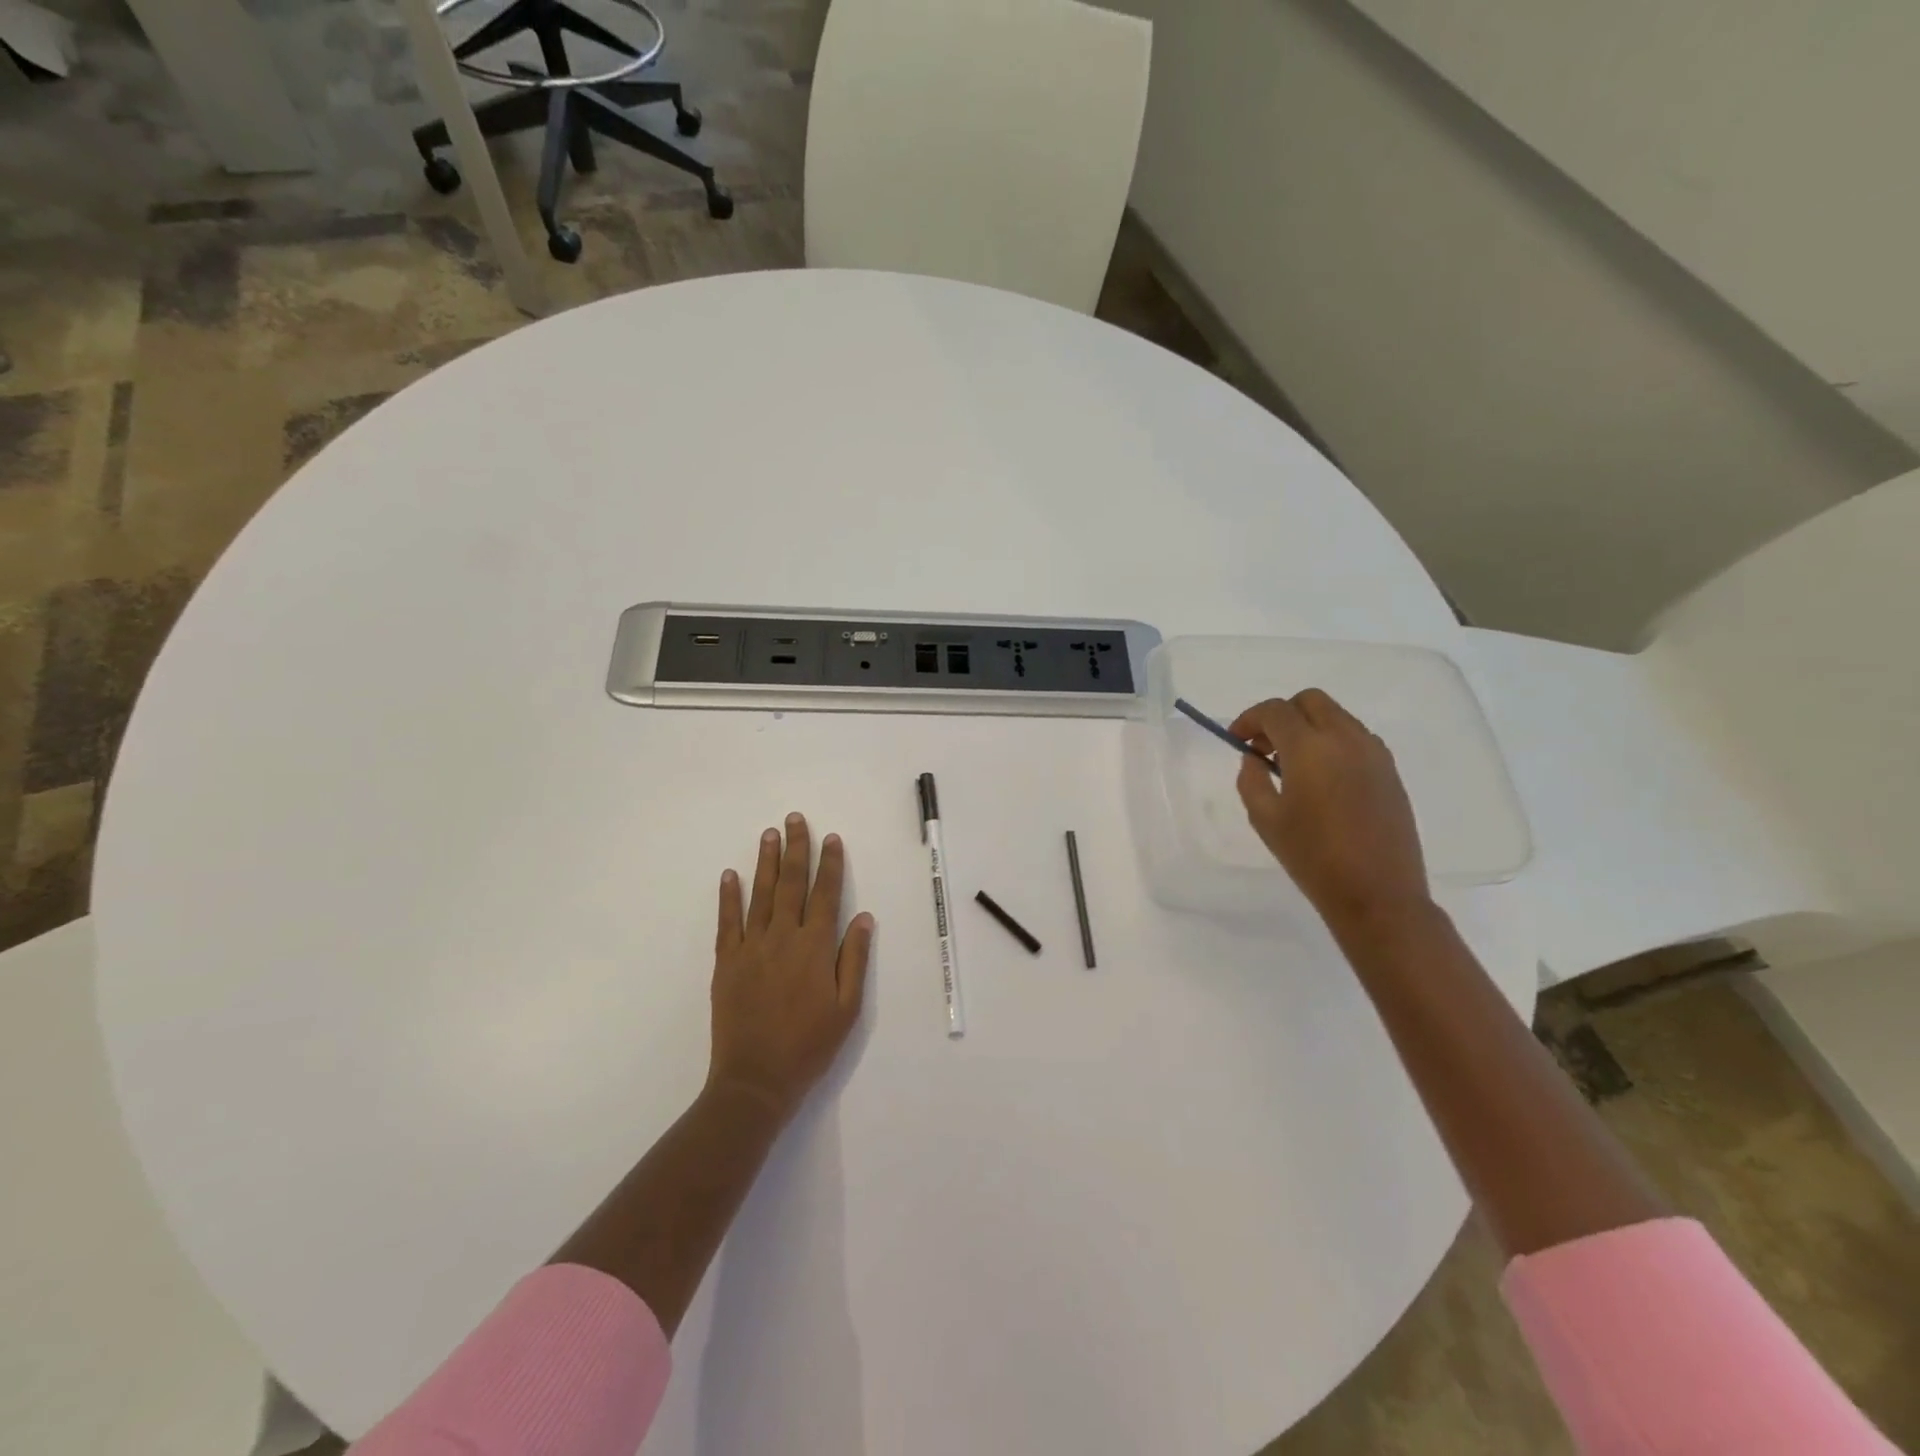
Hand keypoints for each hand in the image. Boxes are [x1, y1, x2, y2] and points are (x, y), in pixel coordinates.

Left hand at [707, 813, 874, 1121]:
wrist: (755, 1079)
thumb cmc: (809, 1045)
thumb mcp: (847, 1008)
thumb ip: (854, 958)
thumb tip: (863, 917)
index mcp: (815, 947)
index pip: (826, 894)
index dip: (830, 864)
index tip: (831, 838)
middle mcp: (783, 938)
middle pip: (791, 883)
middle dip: (795, 848)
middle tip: (794, 818)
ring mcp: (751, 948)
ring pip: (760, 894)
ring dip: (765, 861)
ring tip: (769, 833)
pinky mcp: (726, 962)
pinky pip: (727, 922)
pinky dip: (728, 896)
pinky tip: (730, 875)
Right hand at [1230, 690, 1431, 935]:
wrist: (1378, 895)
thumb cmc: (1312, 857)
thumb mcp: (1265, 819)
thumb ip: (1251, 779)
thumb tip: (1255, 757)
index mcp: (1310, 748)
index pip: (1275, 710)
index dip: (1249, 719)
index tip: (1237, 740)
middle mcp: (1346, 739)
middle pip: (1310, 701)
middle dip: (1281, 715)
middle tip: (1264, 747)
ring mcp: (1374, 753)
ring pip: (1336, 716)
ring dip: (1308, 726)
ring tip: (1292, 765)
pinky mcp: (1390, 771)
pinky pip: (1356, 738)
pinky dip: (1332, 742)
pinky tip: (1322, 778)